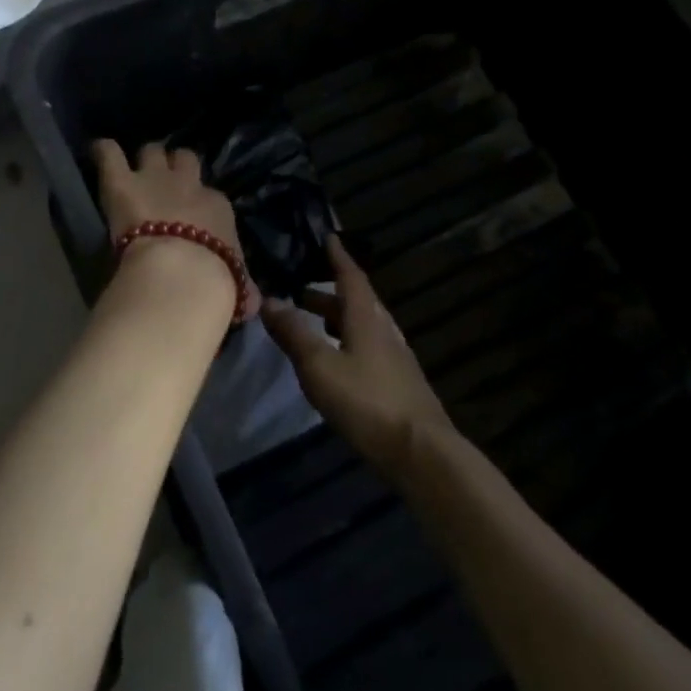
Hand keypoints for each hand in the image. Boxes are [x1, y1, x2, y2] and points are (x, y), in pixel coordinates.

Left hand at [92, 140, 259, 319]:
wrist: (181, 275)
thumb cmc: (214, 284)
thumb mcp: (238, 287)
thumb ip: (242, 286)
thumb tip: (253, 300)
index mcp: (218, 208)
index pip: (211, 198)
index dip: (199, 205)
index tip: (192, 218)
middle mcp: (188, 185)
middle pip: (185, 159)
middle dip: (175, 167)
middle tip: (163, 181)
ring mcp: (153, 179)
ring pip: (151, 151)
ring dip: (145, 159)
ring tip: (133, 168)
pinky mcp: (121, 183)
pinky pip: (109, 153)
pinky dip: (104, 152)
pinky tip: (99, 151)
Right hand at [262, 236, 455, 477]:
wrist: (422, 452)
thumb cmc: (367, 402)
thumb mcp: (319, 366)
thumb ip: (293, 333)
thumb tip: (269, 299)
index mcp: (366, 319)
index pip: (351, 277)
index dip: (338, 257)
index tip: (328, 238)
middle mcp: (384, 331)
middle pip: (357, 302)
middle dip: (329, 293)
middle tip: (301, 291)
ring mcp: (396, 358)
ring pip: (364, 326)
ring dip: (338, 319)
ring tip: (314, 325)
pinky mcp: (399, 383)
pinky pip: (369, 348)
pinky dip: (348, 342)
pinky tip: (338, 361)